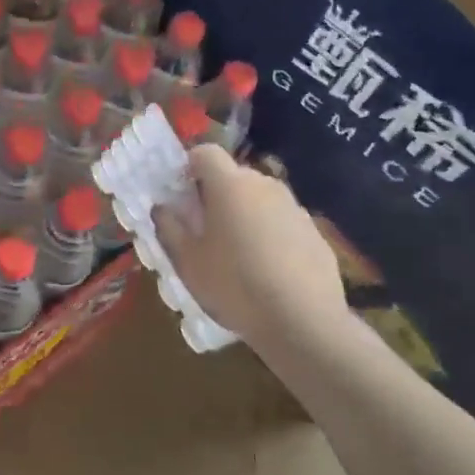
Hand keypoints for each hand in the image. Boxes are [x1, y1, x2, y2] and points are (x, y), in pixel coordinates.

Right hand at [155, 144, 345, 346]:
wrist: (302, 321)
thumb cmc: (234, 285)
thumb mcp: (187, 262)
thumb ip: (169, 227)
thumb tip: (161, 207)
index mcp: (229, 185)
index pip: (205, 152)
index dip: (189, 166)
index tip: (181, 193)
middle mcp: (264, 185)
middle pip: (233, 175)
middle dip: (216, 193)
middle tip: (204, 228)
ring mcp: (294, 206)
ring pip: (259, 198)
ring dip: (244, 213)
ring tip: (236, 252)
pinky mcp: (314, 230)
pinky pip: (281, 220)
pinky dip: (270, 233)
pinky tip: (267, 268)